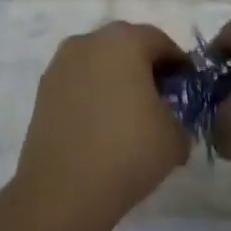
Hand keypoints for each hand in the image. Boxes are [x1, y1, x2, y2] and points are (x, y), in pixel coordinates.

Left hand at [14, 22, 189, 229]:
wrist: (63, 190)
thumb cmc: (128, 150)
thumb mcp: (175, 136)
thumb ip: (180, 117)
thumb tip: (169, 121)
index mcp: (125, 41)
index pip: (161, 42)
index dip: (179, 65)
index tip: (187, 90)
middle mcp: (89, 42)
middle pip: (127, 47)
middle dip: (146, 69)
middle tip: (161, 101)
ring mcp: (61, 65)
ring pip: (99, 64)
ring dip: (116, 81)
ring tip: (129, 117)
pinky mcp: (43, 91)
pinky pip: (79, 84)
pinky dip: (93, 96)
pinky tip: (102, 127)